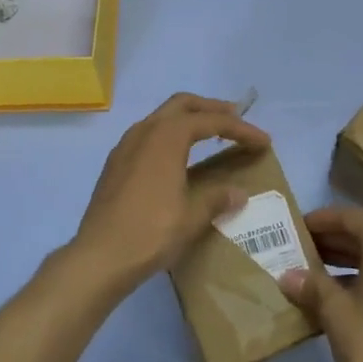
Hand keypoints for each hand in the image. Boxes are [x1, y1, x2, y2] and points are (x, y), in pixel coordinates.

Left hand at [65, 94, 269, 297]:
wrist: (99, 256)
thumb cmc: (151, 232)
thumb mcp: (192, 217)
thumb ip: (216, 198)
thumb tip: (238, 193)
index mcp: (166, 137)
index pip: (210, 121)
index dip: (240, 128)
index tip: (263, 140)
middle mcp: (144, 131)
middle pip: (182, 105)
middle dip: (211, 109)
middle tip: (235, 119)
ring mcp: (125, 145)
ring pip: (162, 117)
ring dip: (188, 119)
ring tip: (210, 134)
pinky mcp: (115, 163)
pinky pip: (148, 134)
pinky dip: (169, 135)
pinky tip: (177, 156)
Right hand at [280, 206, 362, 361]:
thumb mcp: (335, 313)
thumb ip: (311, 285)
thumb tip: (288, 275)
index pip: (350, 217)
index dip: (320, 220)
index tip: (295, 227)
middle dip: (331, 240)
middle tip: (297, 248)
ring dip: (344, 259)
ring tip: (309, 270)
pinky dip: (361, 277)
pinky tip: (333, 295)